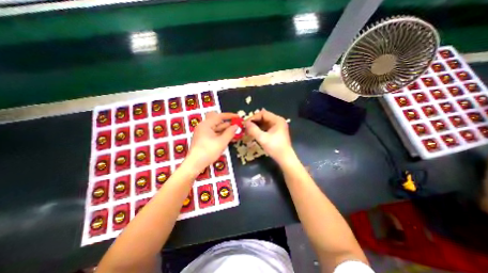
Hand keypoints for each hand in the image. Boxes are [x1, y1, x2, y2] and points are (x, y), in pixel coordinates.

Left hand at [186, 111, 238, 171]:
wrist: (194, 164)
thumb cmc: (208, 152)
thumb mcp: (222, 142)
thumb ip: (230, 132)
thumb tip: (236, 126)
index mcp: (206, 124)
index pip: (219, 116)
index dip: (230, 116)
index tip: (238, 117)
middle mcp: (203, 127)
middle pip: (217, 121)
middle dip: (228, 124)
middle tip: (237, 126)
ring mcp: (203, 133)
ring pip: (216, 128)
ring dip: (225, 130)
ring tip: (235, 133)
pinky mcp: (203, 139)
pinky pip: (214, 134)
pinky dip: (221, 135)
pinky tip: (228, 138)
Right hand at [244, 109, 292, 164]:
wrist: (285, 158)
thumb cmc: (275, 147)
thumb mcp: (262, 138)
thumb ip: (253, 130)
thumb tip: (245, 123)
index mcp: (277, 120)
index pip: (263, 114)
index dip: (253, 117)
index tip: (245, 123)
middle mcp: (278, 121)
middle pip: (263, 117)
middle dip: (254, 122)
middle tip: (246, 127)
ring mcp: (278, 126)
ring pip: (264, 122)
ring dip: (256, 126)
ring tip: (248, 130)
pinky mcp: (276, 131)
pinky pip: (266, 127)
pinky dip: (259, 129)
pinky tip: (254, 133)